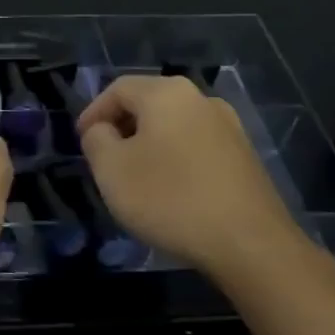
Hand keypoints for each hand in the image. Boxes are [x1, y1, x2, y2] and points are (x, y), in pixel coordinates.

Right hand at [76, 74, 314, 283]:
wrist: (252, 245)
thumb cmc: (171, 199)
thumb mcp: (112, 170)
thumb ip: (96, 139)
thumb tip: (103, 130)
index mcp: (166, 92)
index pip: (117, 89)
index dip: (94, 112)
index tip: (82, 141)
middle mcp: (200, 98)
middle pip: (148, 103)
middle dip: (122, 127)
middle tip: (105, 157)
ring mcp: (229, 126)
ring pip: (174, 125)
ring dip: (150, 144)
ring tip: (136, 176)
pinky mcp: (245, 157)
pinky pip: (197, 146)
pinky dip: (177, 159)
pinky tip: (172, 190)